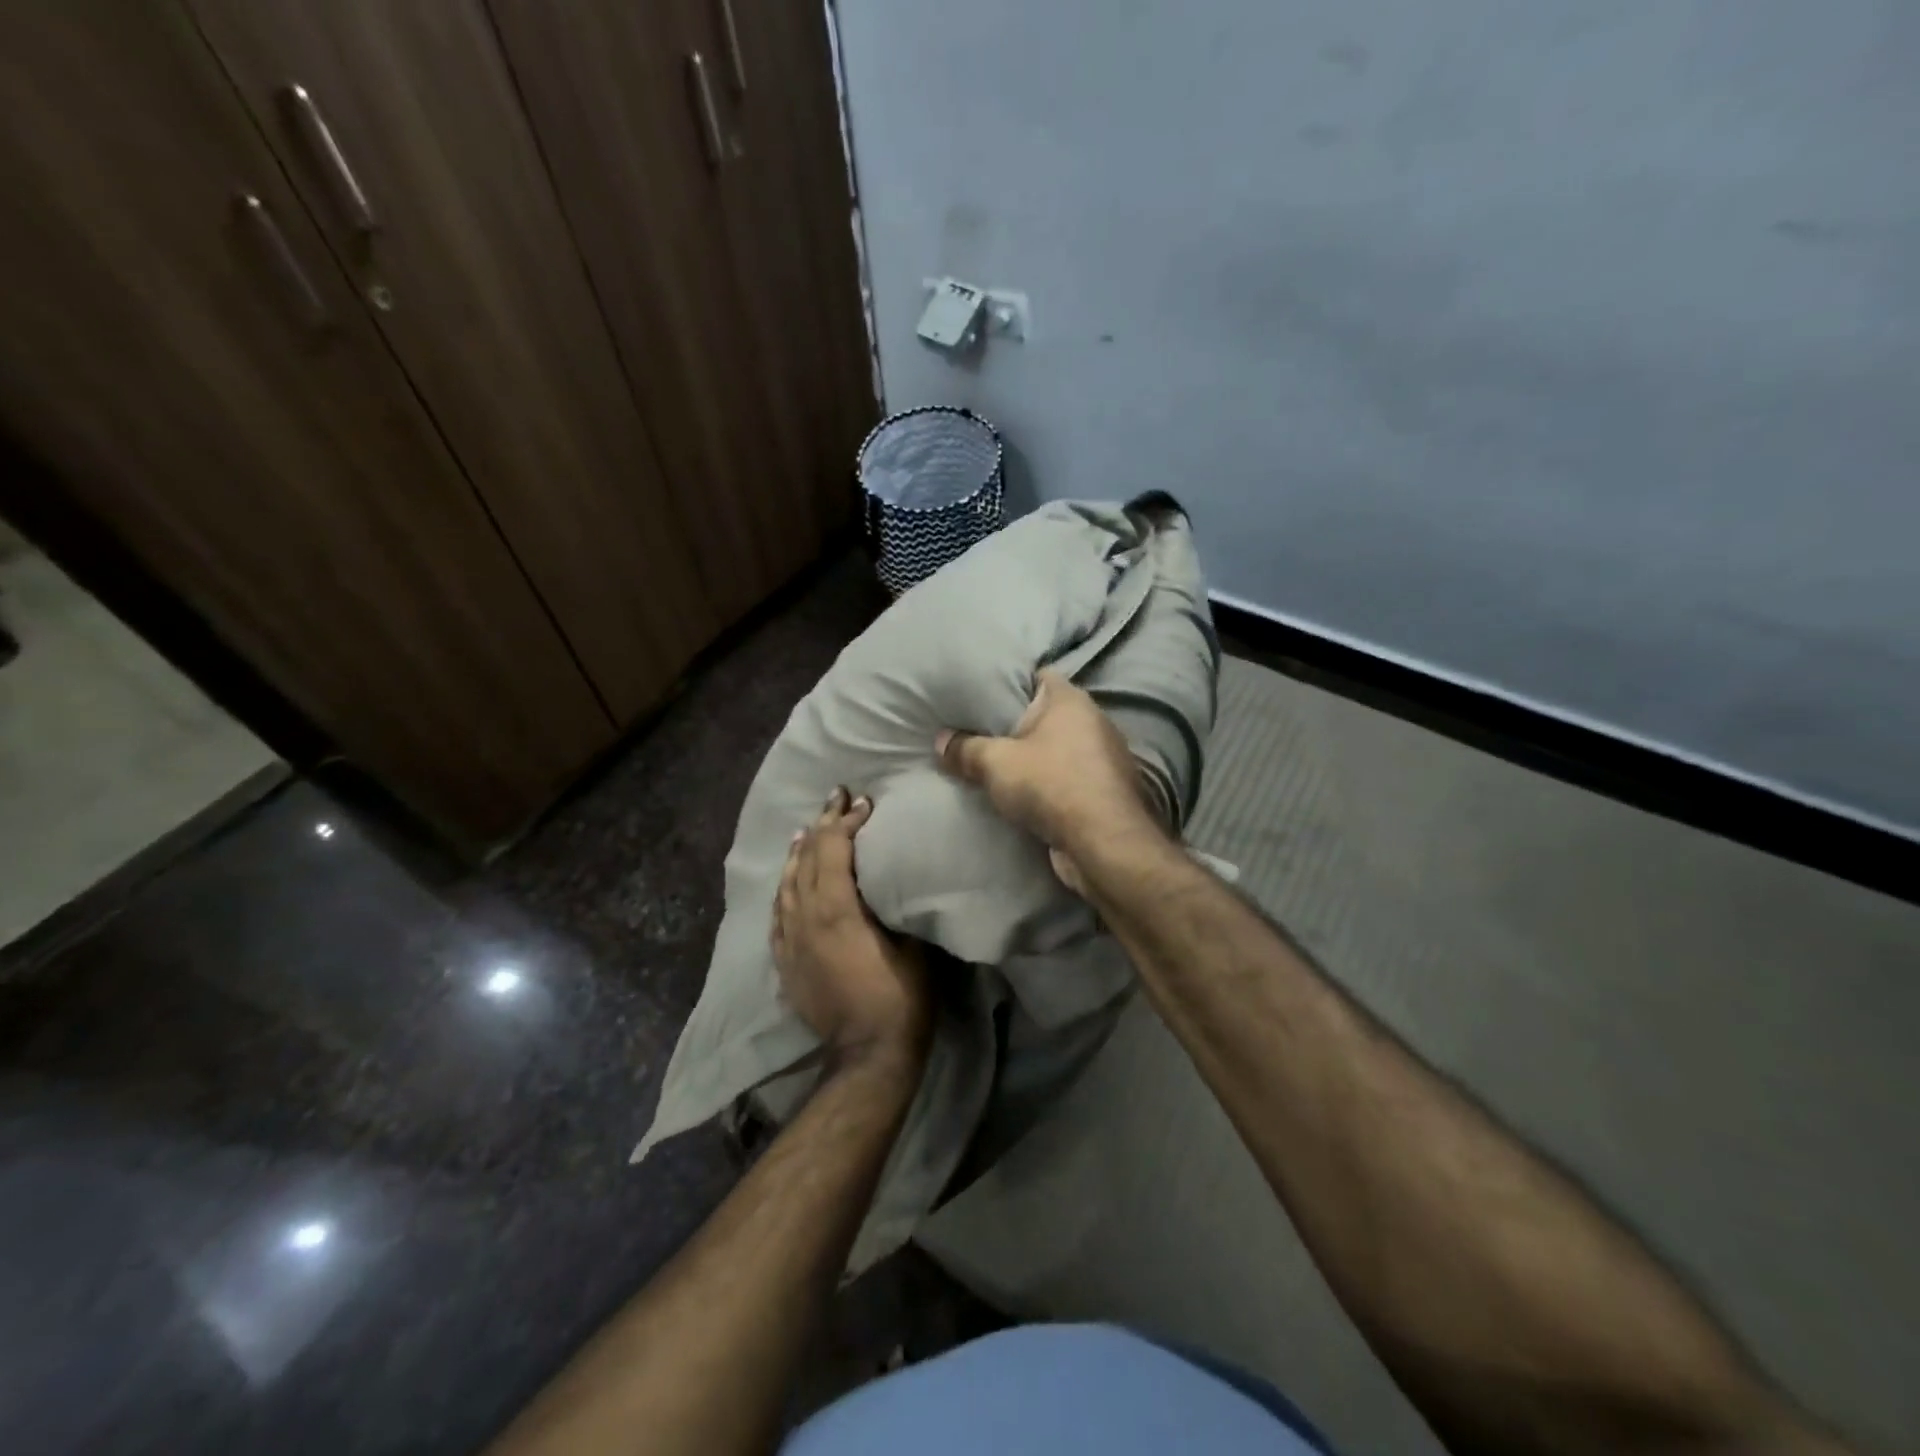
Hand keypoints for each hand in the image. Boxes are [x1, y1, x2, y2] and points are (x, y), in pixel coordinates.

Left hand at [771, 788, 930, 1069]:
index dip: (847, 820)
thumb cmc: (900, 997)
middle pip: (806, 858)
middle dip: (822, 823)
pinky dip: (784, 887)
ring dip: (798, 851)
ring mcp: (789, 940)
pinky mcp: (784, 961)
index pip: (832, 848)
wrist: (867, 1055)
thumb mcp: (912, 944)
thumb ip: (896, 904)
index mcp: (835, 908)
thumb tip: (893, 875)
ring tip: (806, 829)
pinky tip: (788, 879)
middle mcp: (804, 917)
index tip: (865, 803)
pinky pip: (778, 912)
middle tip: (836, 797)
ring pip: (786, 882)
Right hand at [935, 671, 1161, 894]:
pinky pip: (1069, 777)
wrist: (1103, 843)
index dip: (1011, 681)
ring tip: (999, 765)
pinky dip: (1050, 783)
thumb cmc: (1051, 785)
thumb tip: (940, 741)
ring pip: (1059, 749)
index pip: (1039, 675)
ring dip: (1036, 758)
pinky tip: (1025, 795)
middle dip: (1018, 724)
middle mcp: (1094, 721)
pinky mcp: (1105, 791)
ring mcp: (1104, 757)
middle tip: (980, 730)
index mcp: (1072, 700)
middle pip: (1048, 714)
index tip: (983, 694)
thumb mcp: (995, 764)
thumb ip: (966, 749)